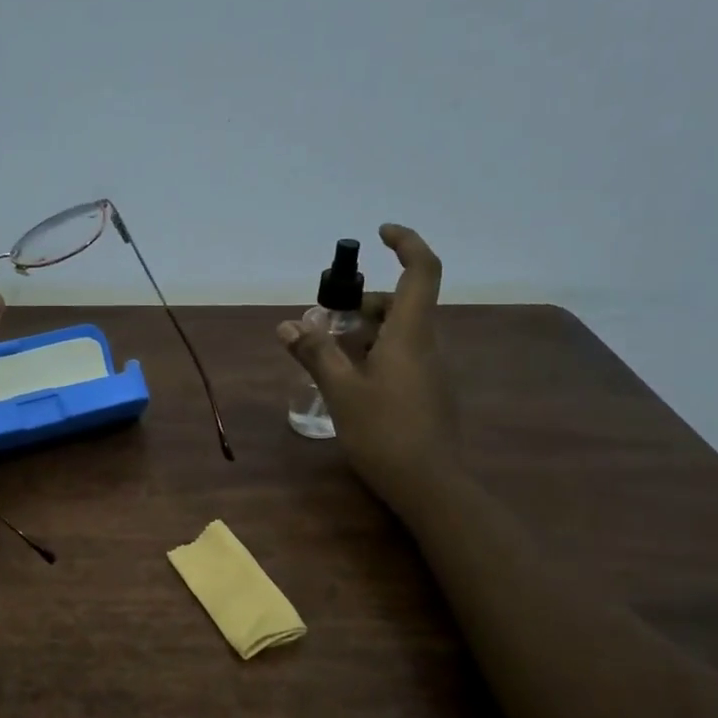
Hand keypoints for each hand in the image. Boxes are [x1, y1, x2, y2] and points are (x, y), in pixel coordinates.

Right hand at [278, 224, 458, 514]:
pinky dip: (373, 356)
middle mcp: (426, 344)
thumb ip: (316, 354)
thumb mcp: (342, 391)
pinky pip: (400, 358)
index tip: (380, 234)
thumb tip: (288, 324)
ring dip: (363, 333)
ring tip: (327, 357)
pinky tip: (348, 384)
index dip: (406, 243)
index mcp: (410, 334)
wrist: (429, 484)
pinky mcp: (427, 392)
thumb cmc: (384, 431)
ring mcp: (430, 370)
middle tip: (324, 322)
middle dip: (362, 303)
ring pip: (397, 334)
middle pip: (400, 304)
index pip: (421, 270)